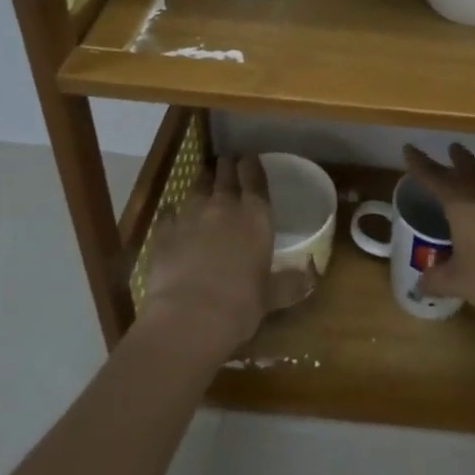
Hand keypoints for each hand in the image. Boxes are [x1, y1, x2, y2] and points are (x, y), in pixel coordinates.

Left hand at [135, 155, 315, 361]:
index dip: (252, 165)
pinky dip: (171, 212)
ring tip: (203, 179)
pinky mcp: (163, 232)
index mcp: (255, 217)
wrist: (190, 318)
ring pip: (196, 188)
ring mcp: (190, 216)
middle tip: (227, 160)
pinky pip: (167, 214)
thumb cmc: (241, 305)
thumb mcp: (273, 296)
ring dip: (202, 182)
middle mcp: (223, 207)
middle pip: (225, 175)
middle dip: (227, 166)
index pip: (255, 180)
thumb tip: (311, 278)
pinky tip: (171, 213)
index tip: (249, 156)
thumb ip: (290, 283)